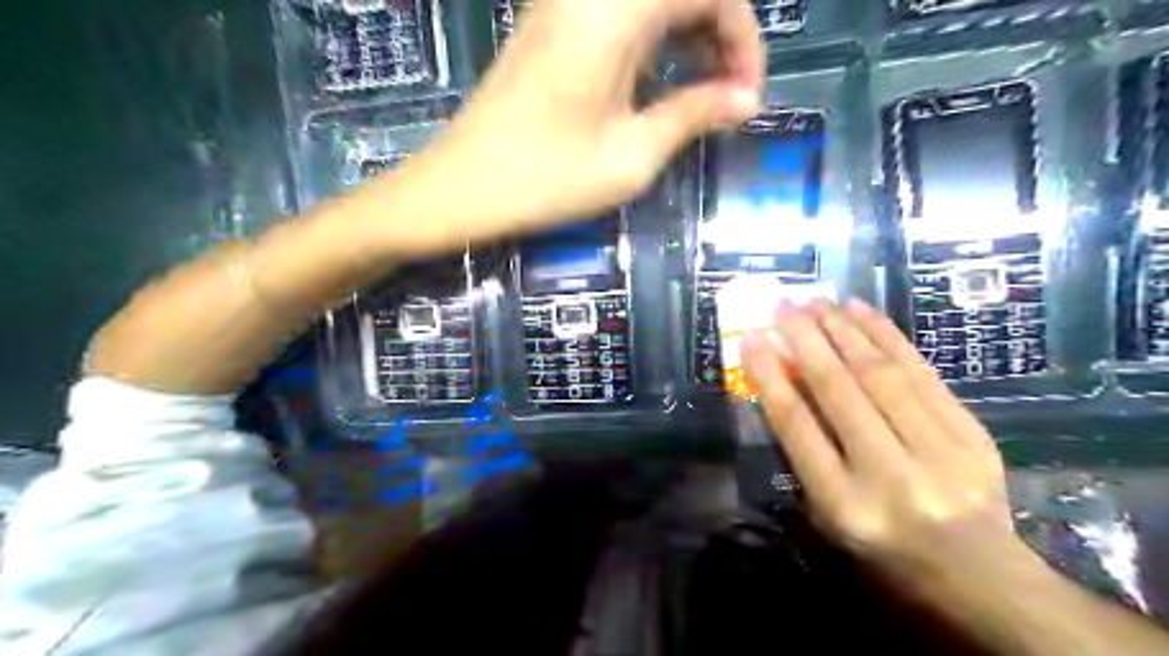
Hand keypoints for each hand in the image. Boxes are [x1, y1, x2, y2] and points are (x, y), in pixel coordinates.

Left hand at [410, 0, 768, 240]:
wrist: (460, 187)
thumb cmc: (544, 180)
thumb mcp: (630, 157)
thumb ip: (692, 116)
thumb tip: (745, 100)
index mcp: (614, 13)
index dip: (742, 39)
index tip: (746, 97)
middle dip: (720, 33)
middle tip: (728, 96)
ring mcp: (565, 6)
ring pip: (652, 0)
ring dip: (689, 34)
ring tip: (702, 94)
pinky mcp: (552, 26)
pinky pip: (622, 14)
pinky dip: (655, 39)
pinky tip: (659, 82)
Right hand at [738, 301, 1030, 595]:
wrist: (976, 574)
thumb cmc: (881, 546)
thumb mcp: (827, 512)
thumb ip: (804, 450)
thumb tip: (786, 379)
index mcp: (845, 505)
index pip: (797, 426)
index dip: (770, 376)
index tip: (752, 338)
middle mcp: (891, 476)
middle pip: (840, 391)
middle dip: (806, 339)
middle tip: (783, 304)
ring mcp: (940, 453)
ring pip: (881, 374)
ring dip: (843, 329)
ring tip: (817, 301)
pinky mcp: (972, 434)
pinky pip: (921, 372)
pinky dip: (886, 335)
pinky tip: (861, 311)